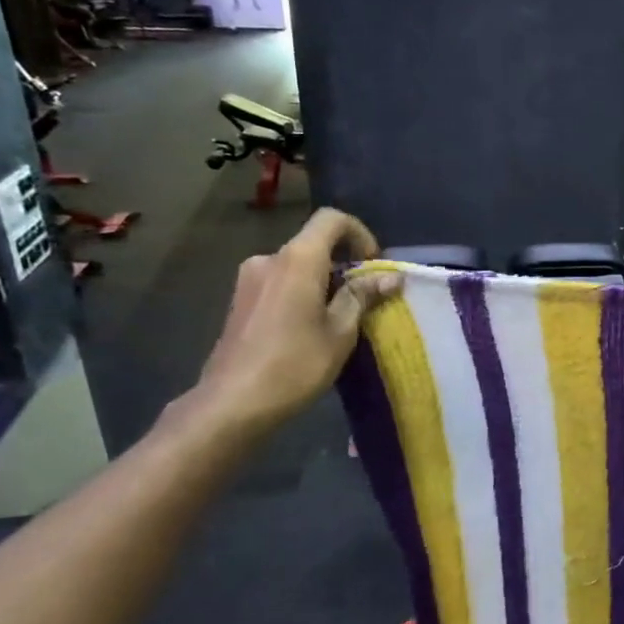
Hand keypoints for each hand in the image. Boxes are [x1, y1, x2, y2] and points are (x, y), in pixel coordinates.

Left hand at [190, 208, 399, 431]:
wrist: (233, 403)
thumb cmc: (295, 364)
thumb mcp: (340, 332)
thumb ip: (363, 296)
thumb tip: (390, 277)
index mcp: (298, 259)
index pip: (332, 220)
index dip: (360, 234)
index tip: (373, 266)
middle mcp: (269, 259)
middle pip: (314, 244)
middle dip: (344, 264)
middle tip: (365, 299)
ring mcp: (249, 279)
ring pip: (297, 266)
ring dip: (323, 281)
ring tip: (339, 319)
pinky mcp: (240, 300)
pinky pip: (280, 282)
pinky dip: (302, 293)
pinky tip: (309, 329)